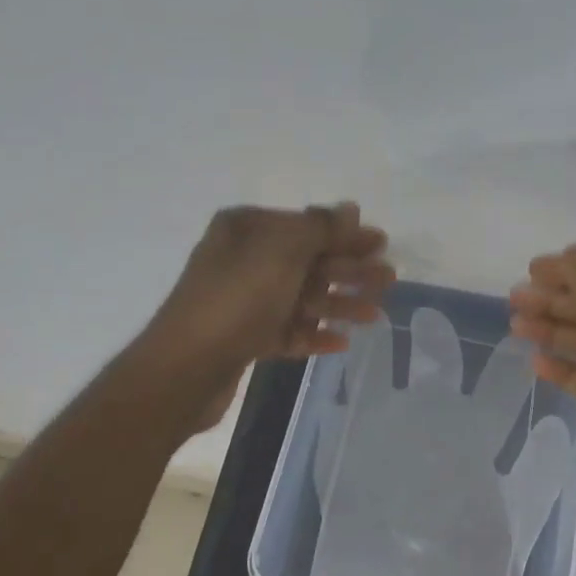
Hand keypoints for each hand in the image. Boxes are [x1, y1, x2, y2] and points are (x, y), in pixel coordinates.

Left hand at [146, 203, 393, 430]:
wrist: (186, 367)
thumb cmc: (237, 299)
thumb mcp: (283, 251)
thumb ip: (320, 228)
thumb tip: (350, 207)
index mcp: (246, 229)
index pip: (305, 225)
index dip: (345, 234)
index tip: (382, 244)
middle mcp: (243, 259)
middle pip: (308, 261)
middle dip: (349, 270)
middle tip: (388, 280)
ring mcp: (243, 301)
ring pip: (302, 297)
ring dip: (339, 303)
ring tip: (375, 315)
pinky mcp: (245, 338)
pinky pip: (288, 330)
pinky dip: (314, 333)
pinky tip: (342, 341)